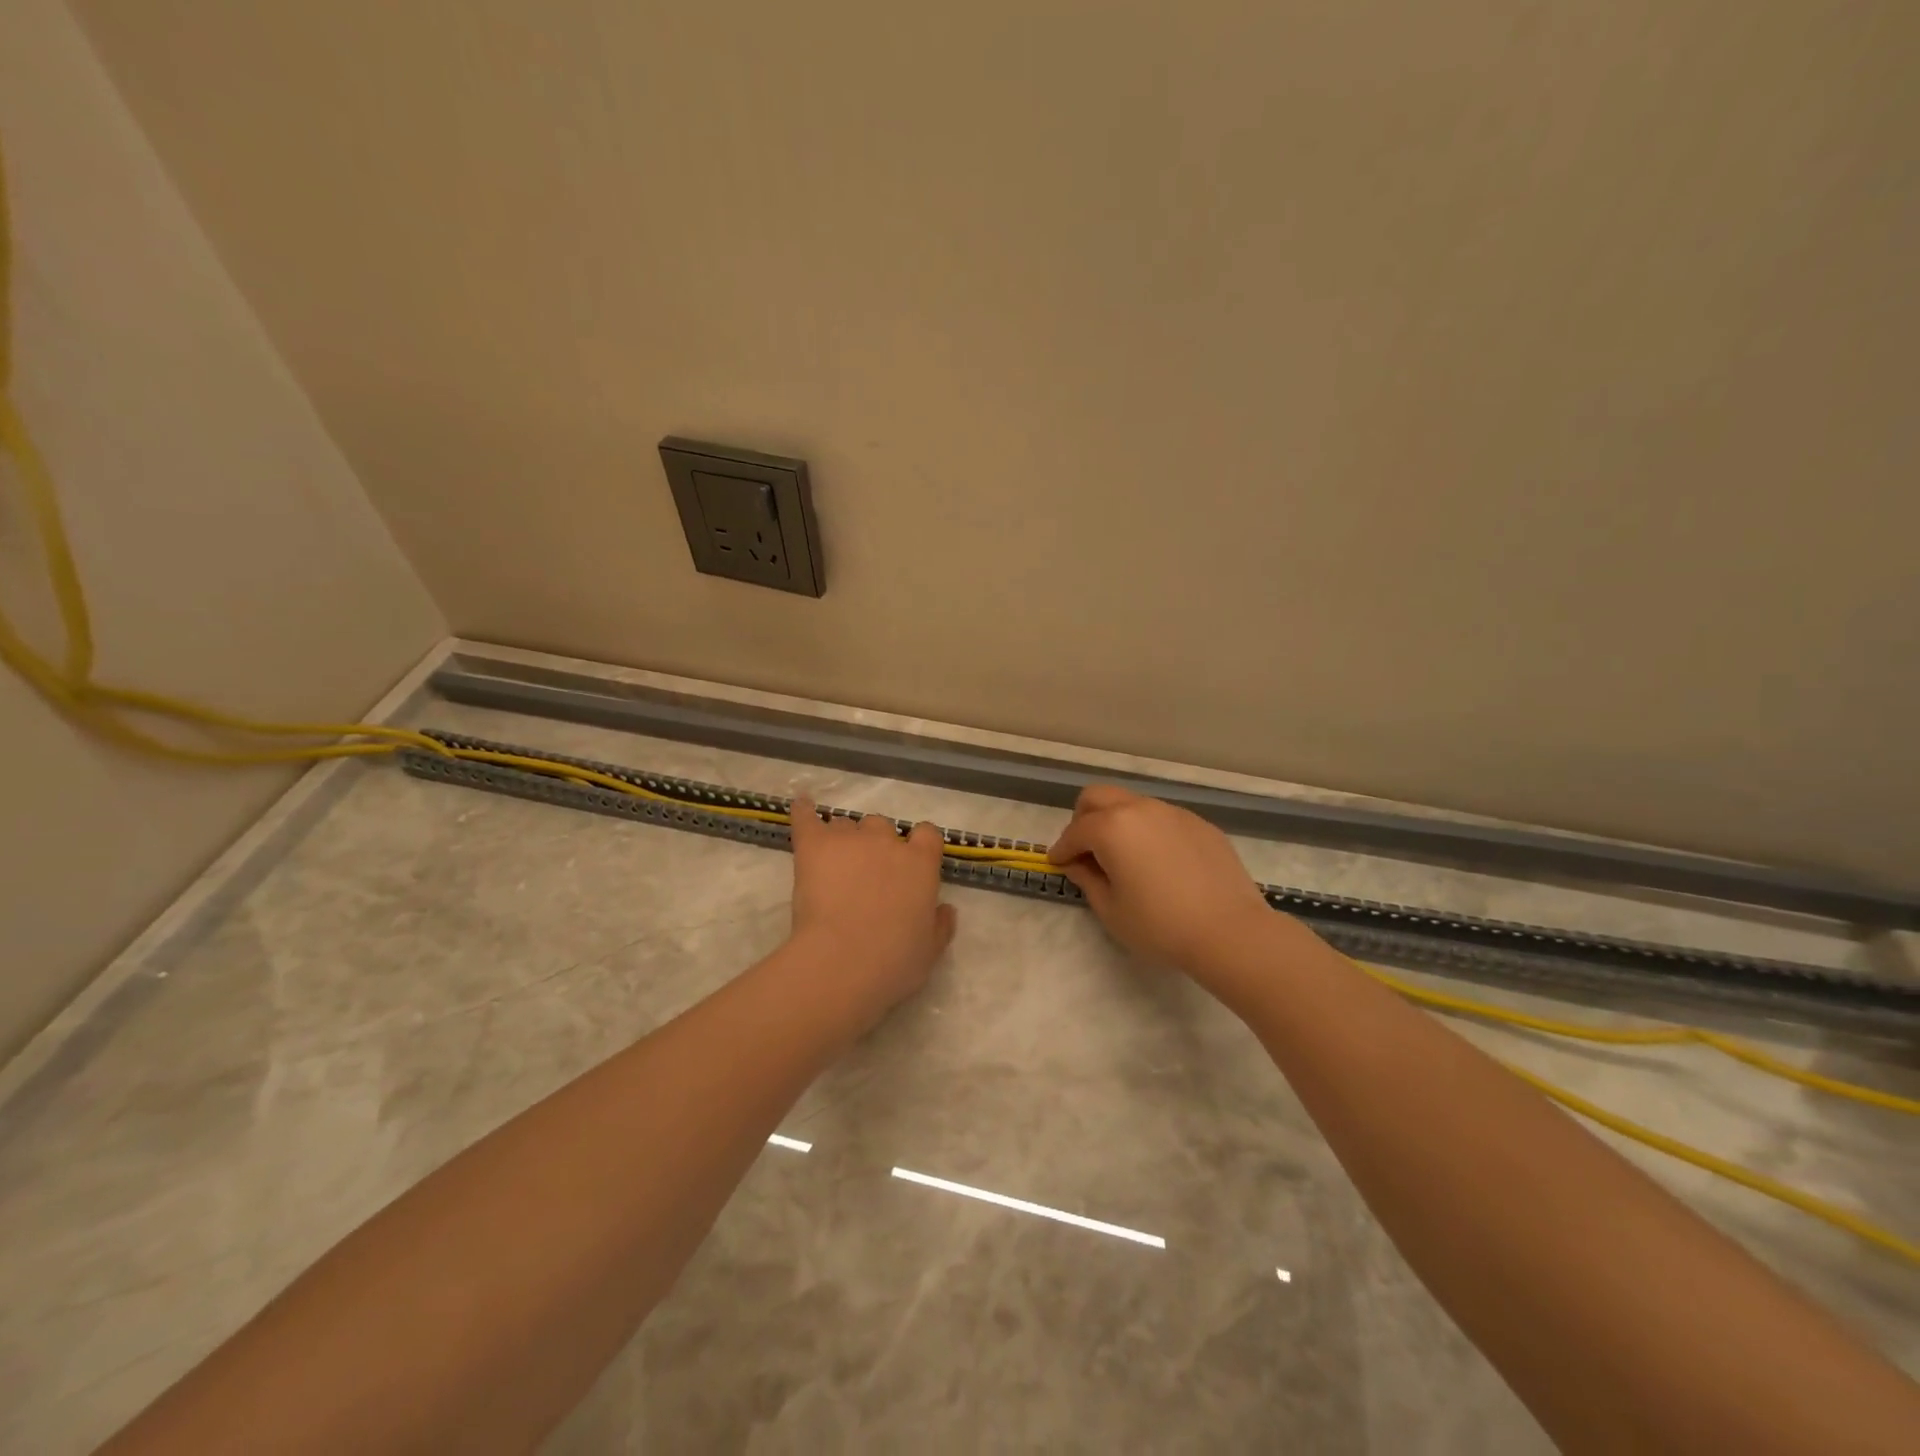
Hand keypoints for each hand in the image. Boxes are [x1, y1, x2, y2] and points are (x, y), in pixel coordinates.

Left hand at [787, 797, 957, 1031]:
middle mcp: (887, 842)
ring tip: (833, 864)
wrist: (842, 961)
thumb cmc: (893, 961)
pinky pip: (806, 817)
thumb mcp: (930, 950)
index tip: (910, 863)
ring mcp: (849, 839)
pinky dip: (803, 811)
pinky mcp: (813, 845)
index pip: (927, 834)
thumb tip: (947, 910)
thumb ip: (940, 925)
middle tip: (866, 874)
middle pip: (882, 826)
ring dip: (843, 839)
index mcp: (921, 863)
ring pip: (846, 824)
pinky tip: (802, 805)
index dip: (918, 845)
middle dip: (876, 844)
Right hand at [1048, 785, 1278, 991]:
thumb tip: (1077, 864)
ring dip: (1117, 822)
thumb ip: (1087, 880)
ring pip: (1133, 804)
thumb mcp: (1111, 910)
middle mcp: (1140, 809)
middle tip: (1086, 851)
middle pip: (1098, 797)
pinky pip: (1162, 818)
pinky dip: (1149, 831)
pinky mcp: (1200, 824)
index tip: (1057, 864)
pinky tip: (1160, 863)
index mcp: (1112, 827)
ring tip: (1124, 858)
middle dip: (1083, 819)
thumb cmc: (1160, 926)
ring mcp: (1174, 813)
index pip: (1075, 832)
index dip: (1061, 849)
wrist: (1230, 932)